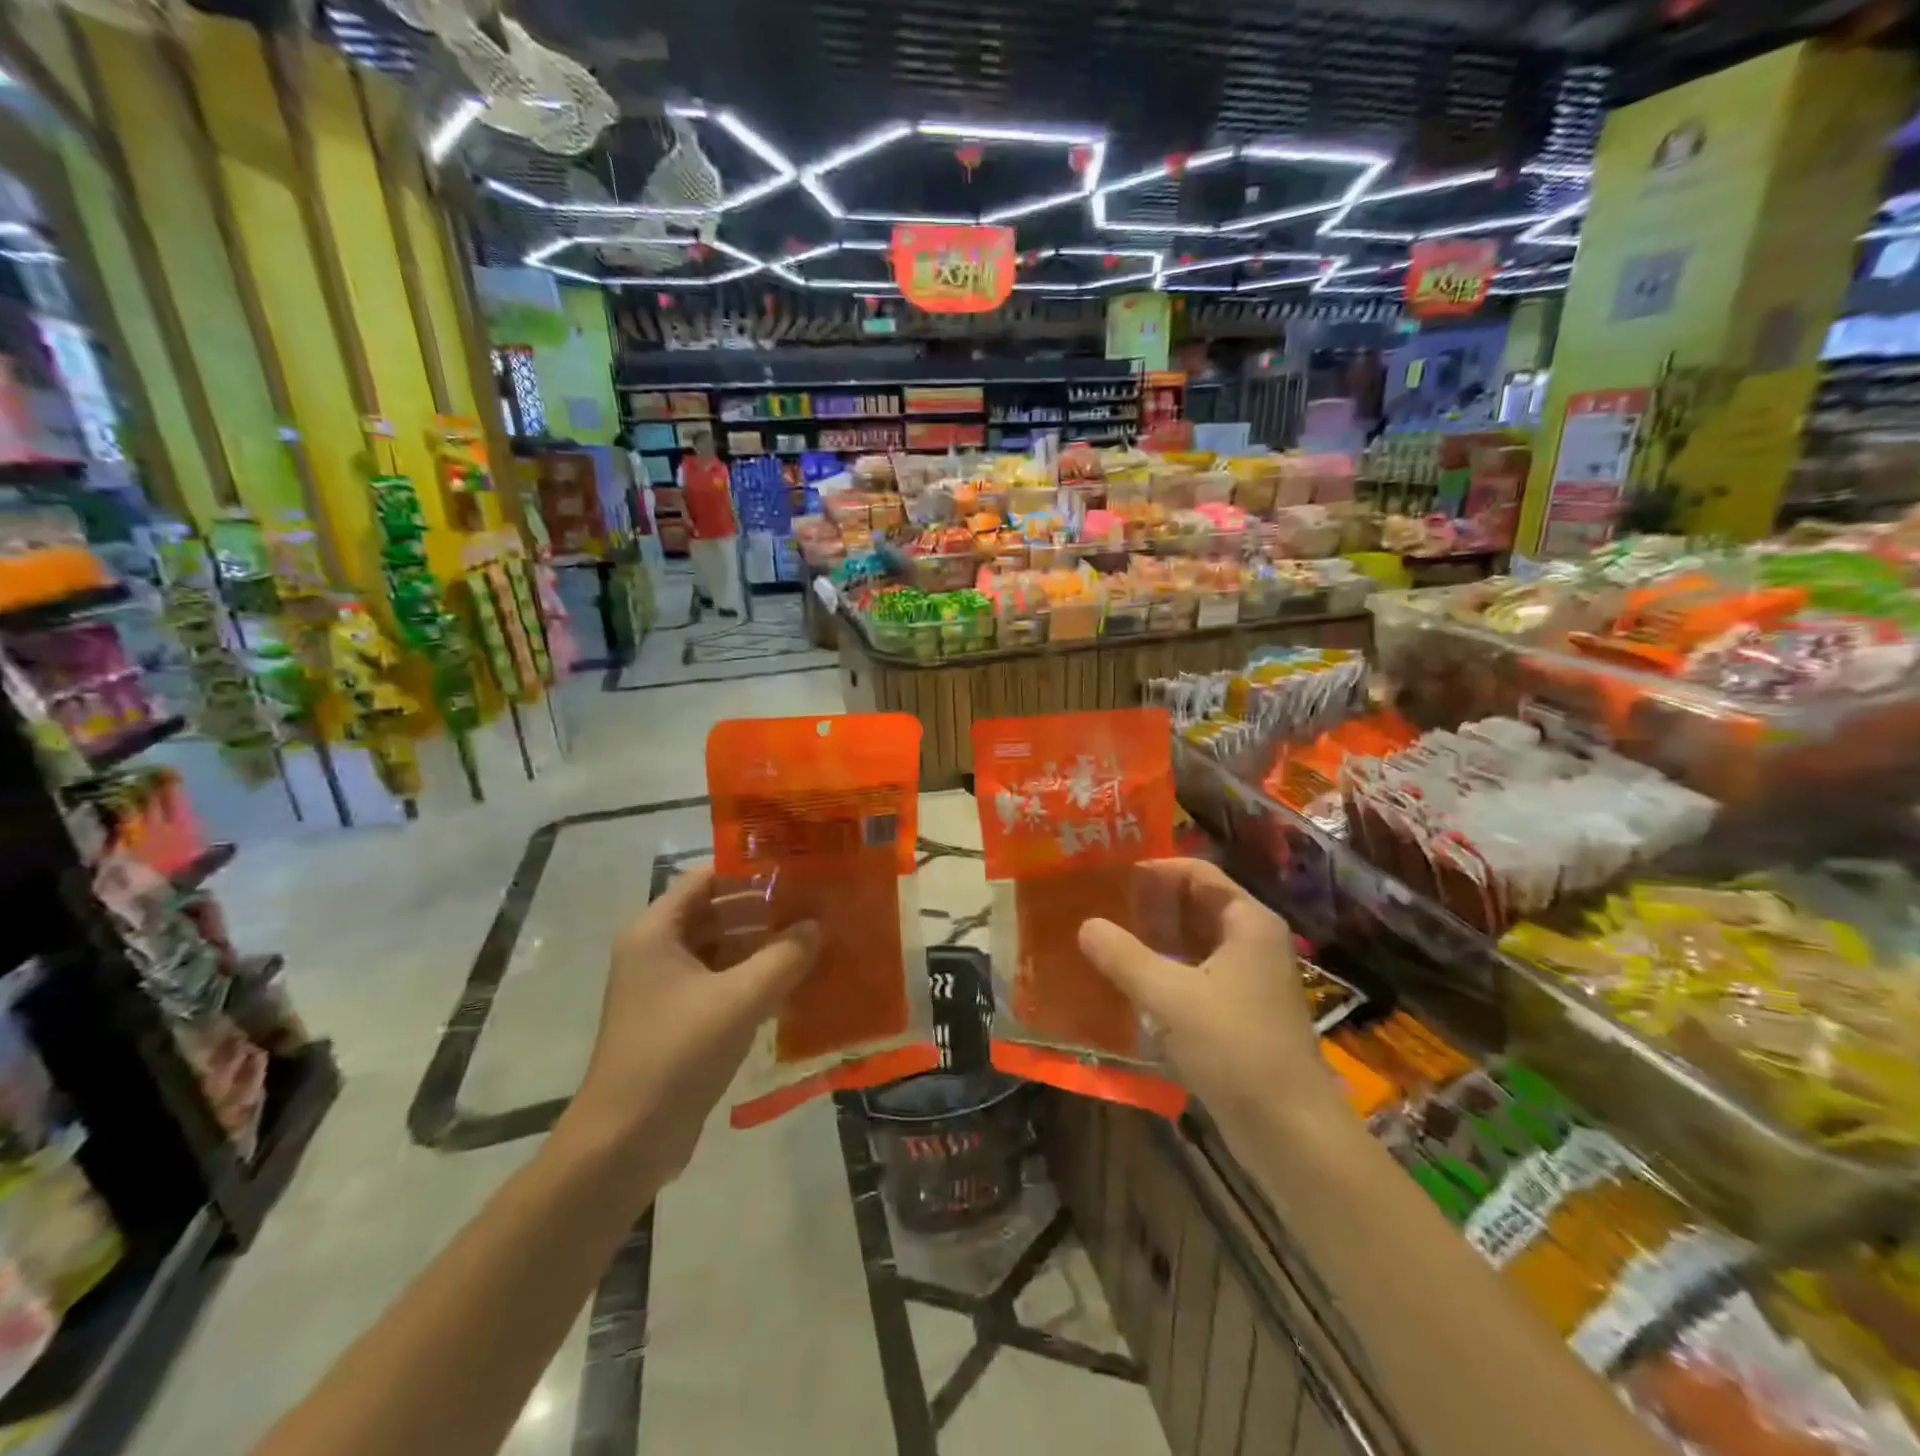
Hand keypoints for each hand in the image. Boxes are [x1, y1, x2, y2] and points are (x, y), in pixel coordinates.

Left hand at [569, 865, 818, 1180]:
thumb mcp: (740, 999)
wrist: (625, 1141)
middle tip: (814, 906)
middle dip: (763, 910)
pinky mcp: (677, 1020)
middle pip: (715, 913)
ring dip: (761, 946)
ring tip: (811, 940)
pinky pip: (720, 983)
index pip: (706, 880)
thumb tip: (816, 927)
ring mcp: (665, 988)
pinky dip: (751, 978)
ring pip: (720, 950)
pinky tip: (792, 983)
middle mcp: (656, 951)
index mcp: (656, 931)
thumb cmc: (677, 1053)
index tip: (795, 871)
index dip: (749, 872)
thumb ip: (784, 957)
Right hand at [1076, 859, 1339, 1138]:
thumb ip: (1123, 956)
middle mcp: (1251, 941)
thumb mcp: (1169, 996)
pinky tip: (1126, 982)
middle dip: (1148, 904)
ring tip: (1102, 938)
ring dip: (1152, 939)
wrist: (1289, 1130)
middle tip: (1097, 904)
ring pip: (1192, 942)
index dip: (1154, 868)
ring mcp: (1247, 978)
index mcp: (1247, 922)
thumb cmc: (1234, 1047)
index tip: (1109, 874)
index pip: (1196, 872)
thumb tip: (1085, 925)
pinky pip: (1193, 974)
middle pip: (1194, 905)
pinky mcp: (1238, 1011)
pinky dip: (1163, 971)